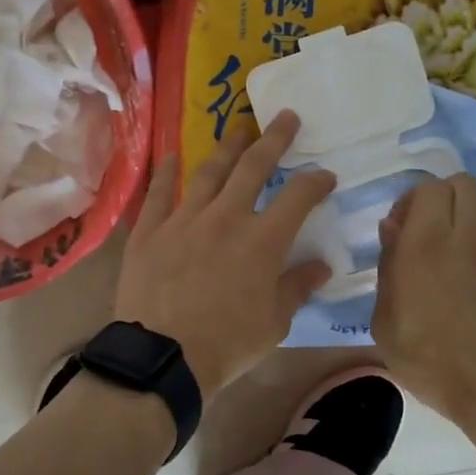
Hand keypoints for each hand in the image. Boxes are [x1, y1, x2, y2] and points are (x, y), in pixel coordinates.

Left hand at [115, 111, 335, 391]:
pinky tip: (172, 155)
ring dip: (227, 148)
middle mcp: (226, 218)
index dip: (315, 181)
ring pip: (209, 172)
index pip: (298, 196)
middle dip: (274, 140)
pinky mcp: (150, 230)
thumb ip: (297, 287)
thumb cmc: (227, 345)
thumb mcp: (274, 323)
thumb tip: (321, 265)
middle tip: (286, 117)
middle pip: (253, 167)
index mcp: (263, 240)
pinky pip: (159, 193)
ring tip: (238, 129)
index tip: (325, 175)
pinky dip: (166, 173)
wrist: (163, 356)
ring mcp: (184, 219)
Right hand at [371, 174, 475, 435]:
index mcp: (427, 244)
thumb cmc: (432, 361)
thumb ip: (388, 269)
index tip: (398, 231)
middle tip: (424, 230)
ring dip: (462, 216)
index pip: (427, 188)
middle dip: (440, 197)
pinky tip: (469, 281)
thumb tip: (393, 231)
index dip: (409, 201)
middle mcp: (467, 237)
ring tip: (447, 252)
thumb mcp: (386, 323)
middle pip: (462, 184)